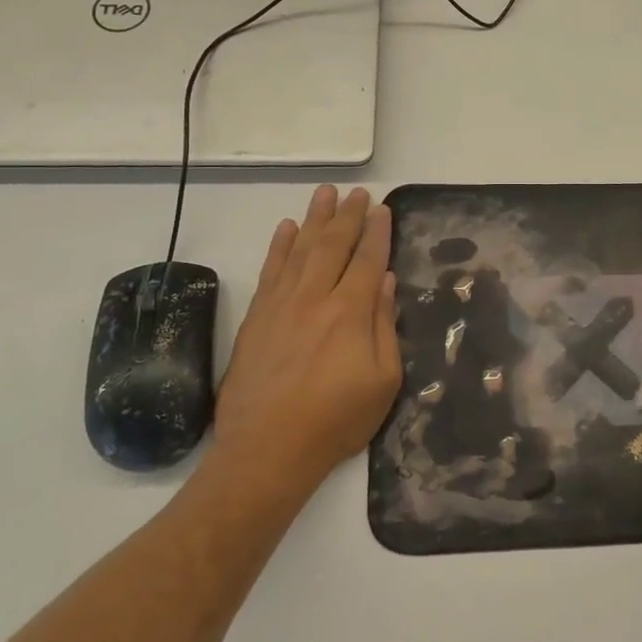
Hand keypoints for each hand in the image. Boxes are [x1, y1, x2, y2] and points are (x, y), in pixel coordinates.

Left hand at [202, 186, 400, 515]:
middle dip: (347, 216)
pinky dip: (279, 246)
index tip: (382, 209)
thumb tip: (384, 282)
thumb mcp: (383, 381)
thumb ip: (385, 326)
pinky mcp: (256, 317)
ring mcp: (281, 305)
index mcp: (351, 313)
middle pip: (333, 245)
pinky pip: (270, 270)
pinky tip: (287, 229)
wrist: (267, 449)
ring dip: (314, 219)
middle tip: (357, 193)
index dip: (376, 232)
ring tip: (325, 194)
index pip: (367, 260)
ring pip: (300, 249)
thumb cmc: (336, 420)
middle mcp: (314, 298)